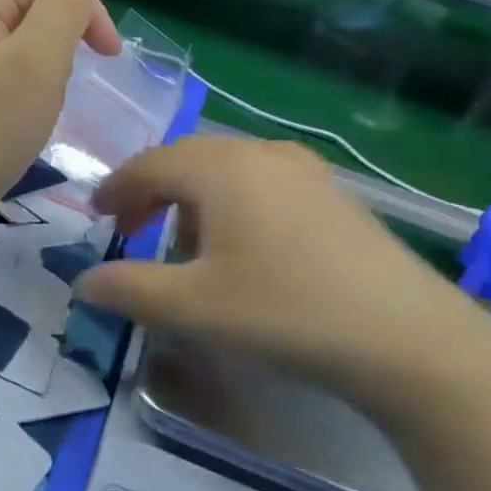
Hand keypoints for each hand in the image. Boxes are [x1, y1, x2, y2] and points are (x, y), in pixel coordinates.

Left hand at [0, 0, 121, 228]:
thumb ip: (65, 9)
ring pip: (11, 37)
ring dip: (39, 63)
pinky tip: (12, 114)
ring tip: (38, 105)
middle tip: (65, 87)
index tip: (109, 59)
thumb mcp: (37, 64)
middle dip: (60, 37)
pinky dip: (14, 82)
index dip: (86, 9)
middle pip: (26, 2)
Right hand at [72, 136, 490, 423]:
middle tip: (131, 230)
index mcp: (221, 167)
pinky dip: (233, 204)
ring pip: (227, 169)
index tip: (95, 216)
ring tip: (185, 246)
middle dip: (152, 192)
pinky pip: (263, 183)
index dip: (115, 189)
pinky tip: (243, 248)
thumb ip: (128, 290)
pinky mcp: (334, 195)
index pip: (149, 164)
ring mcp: (305, 170)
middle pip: (188, 160)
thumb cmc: (285, 312)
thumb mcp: (193, 307)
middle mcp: (261, 153)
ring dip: (193, 199)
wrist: (408, 338)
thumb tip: (83, 282)